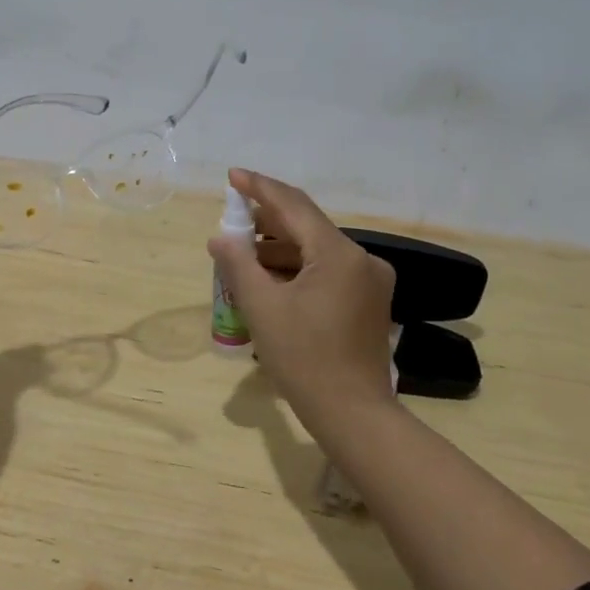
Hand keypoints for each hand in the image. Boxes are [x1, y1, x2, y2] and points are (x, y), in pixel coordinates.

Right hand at [207, 167, 396, 439]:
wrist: (353, 414)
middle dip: (266, 220)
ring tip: (242, 252)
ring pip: (317, 249)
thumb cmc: (304, 360)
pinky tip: (269, 277)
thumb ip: (238, 265)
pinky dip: (297, 268)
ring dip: (280, 247)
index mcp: (339, 254)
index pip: (293, 206)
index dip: (260, 187)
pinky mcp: (368, 300)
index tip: (232, 175)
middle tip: (231, 220)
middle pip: (307, 226)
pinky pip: (327, 269)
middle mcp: (361, 259)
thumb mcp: (262, 309)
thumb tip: (220, 238)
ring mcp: (369, 280)